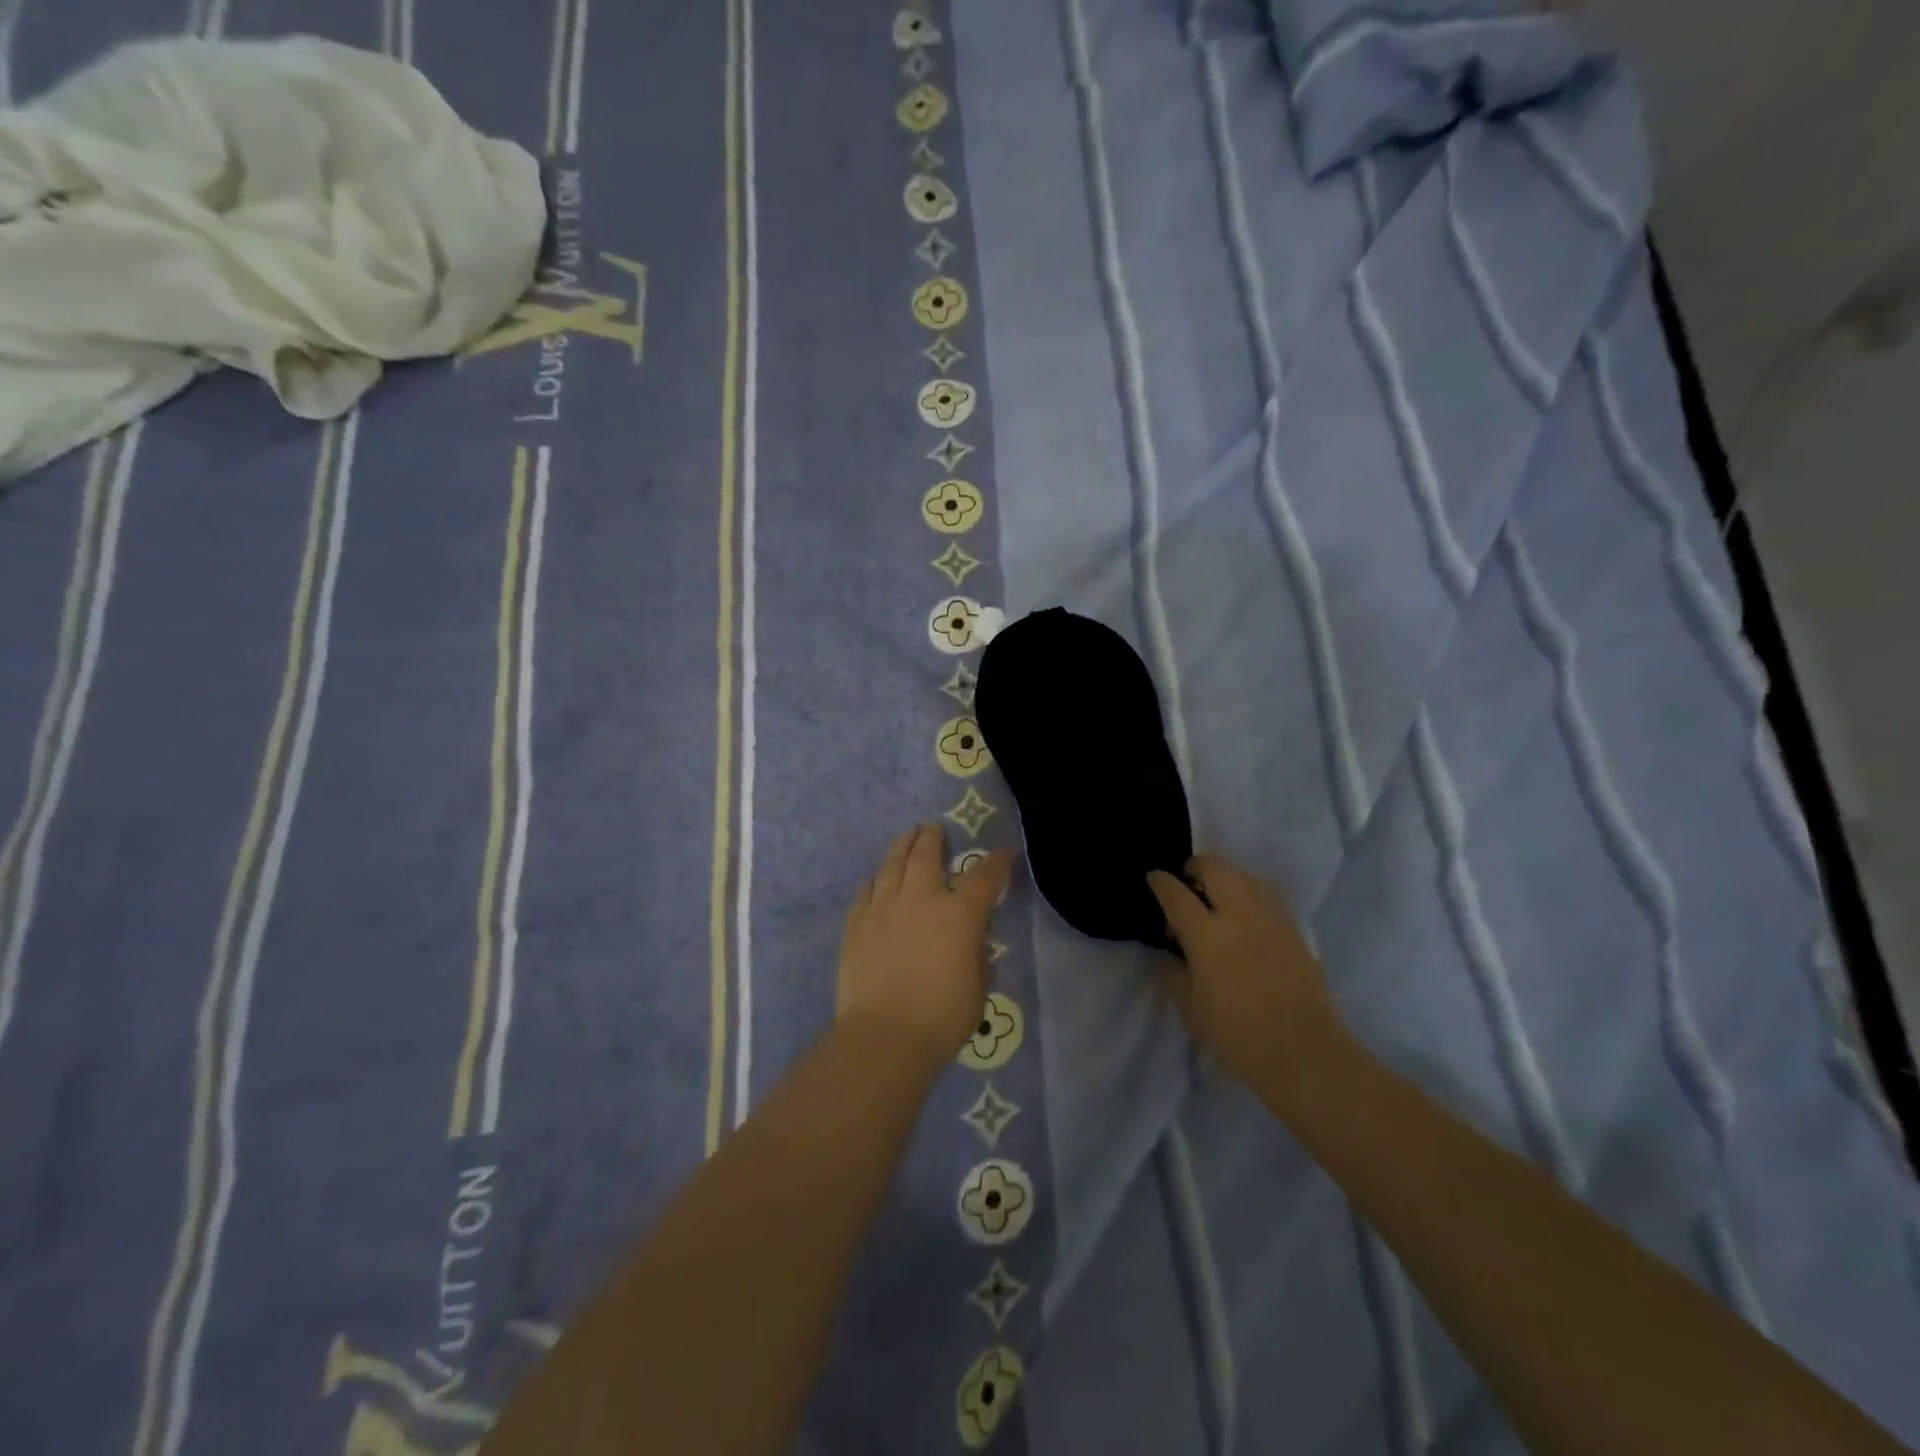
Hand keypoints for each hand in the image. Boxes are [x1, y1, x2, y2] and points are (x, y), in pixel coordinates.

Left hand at [837, 824, 1011, 1069]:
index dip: (996, 862)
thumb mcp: (978, 988)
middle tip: (933, 828)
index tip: (1003, 854)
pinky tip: (874, 879)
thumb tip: (972, 939)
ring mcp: (884, 908)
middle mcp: (921, 900)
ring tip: (906, 836)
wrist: (884, 1036)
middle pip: (927, 855)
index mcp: (959, 914)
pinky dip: (873, 882)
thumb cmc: (941, 1018)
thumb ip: (977, 955)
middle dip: (933, 838)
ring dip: (901, 846)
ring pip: (892, 865)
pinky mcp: (856, 925)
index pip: (984, 877)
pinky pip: (865, 893)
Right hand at [1148, 854, 1350, 1100]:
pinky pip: (1266, 894)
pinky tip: (1245, 916)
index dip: (1161, 882)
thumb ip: (1173, 975)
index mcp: (1206, 933)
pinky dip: (1249, 893)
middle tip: (1187, 881)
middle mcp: (1238, 914)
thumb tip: (1168, 957)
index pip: (1176, 894)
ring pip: (1244, 875)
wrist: (1303, 1051)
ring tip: (1217, 897)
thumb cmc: (1237, 1033)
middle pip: (1215, 867)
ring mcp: (1270, 917)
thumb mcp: (1191, 1009)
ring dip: (1225, 876)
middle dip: (1196, 867)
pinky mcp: (1293, 929)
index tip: (1154, 878)